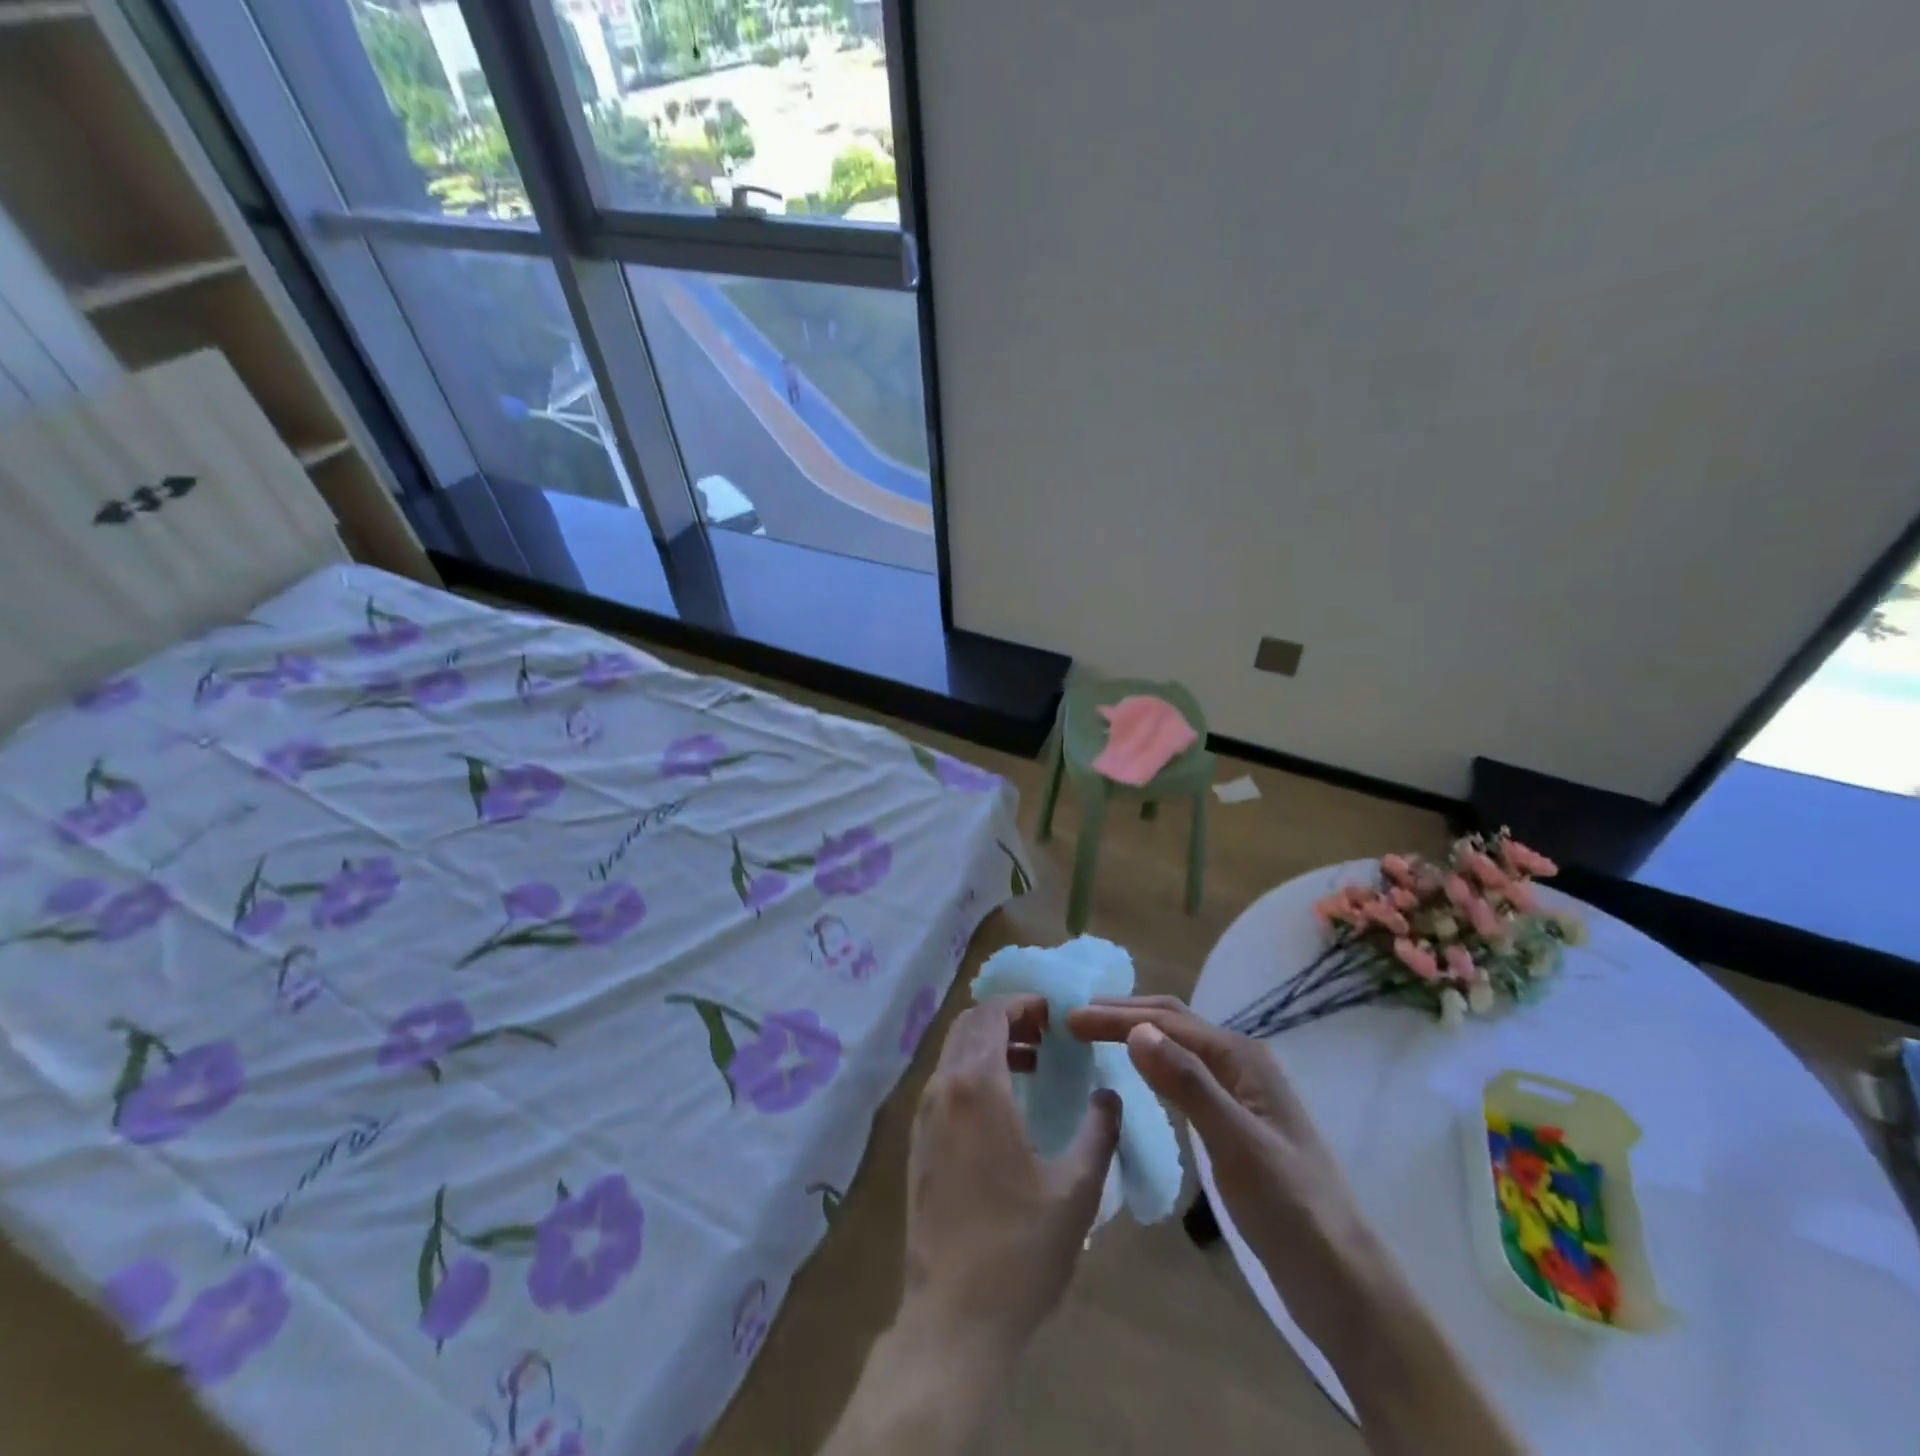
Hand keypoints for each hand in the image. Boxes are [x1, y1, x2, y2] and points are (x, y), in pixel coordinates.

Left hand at [903, 996, 1121, 1359]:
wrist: (954, 1318)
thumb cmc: (1020, 1250)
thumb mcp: (1076, 1189)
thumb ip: (1098, 1131)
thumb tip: (1109, 1095)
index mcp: (977, 1087)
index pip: (993, 1013)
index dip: (1024, 1004)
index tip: (1056, 1015)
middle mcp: (943, 1089)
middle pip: (969, 1025)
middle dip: (1007, 1018)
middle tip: (1047, 1035)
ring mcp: (924, 1116)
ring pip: (954, 1053)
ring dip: (990, 1045)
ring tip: (1033, 1064)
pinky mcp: (918, 1142)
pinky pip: (946, 1083)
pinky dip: (974, 1072)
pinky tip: (1006, 1106)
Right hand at [1066, 995, 1380, 1353]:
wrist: (1342, 1283)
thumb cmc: (1290, 1209)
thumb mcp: (1236, 1144)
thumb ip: (1188, 1085)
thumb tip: (1135, 1029)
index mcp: (1241, 1057)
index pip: (1166, 1021)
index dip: (1115, 1017)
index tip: (1067, 1021)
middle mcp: (1240, 1063)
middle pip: (1172, 1023)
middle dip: (1121, 1015)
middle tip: (1071, 1021)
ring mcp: (1238, 1093)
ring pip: (1177, 1047)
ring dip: (1135, 1035)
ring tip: (1093, 1038)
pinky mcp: (1234, 1122)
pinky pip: (1182, 1077)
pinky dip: (1151, 1065)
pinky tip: (1135, 1077)